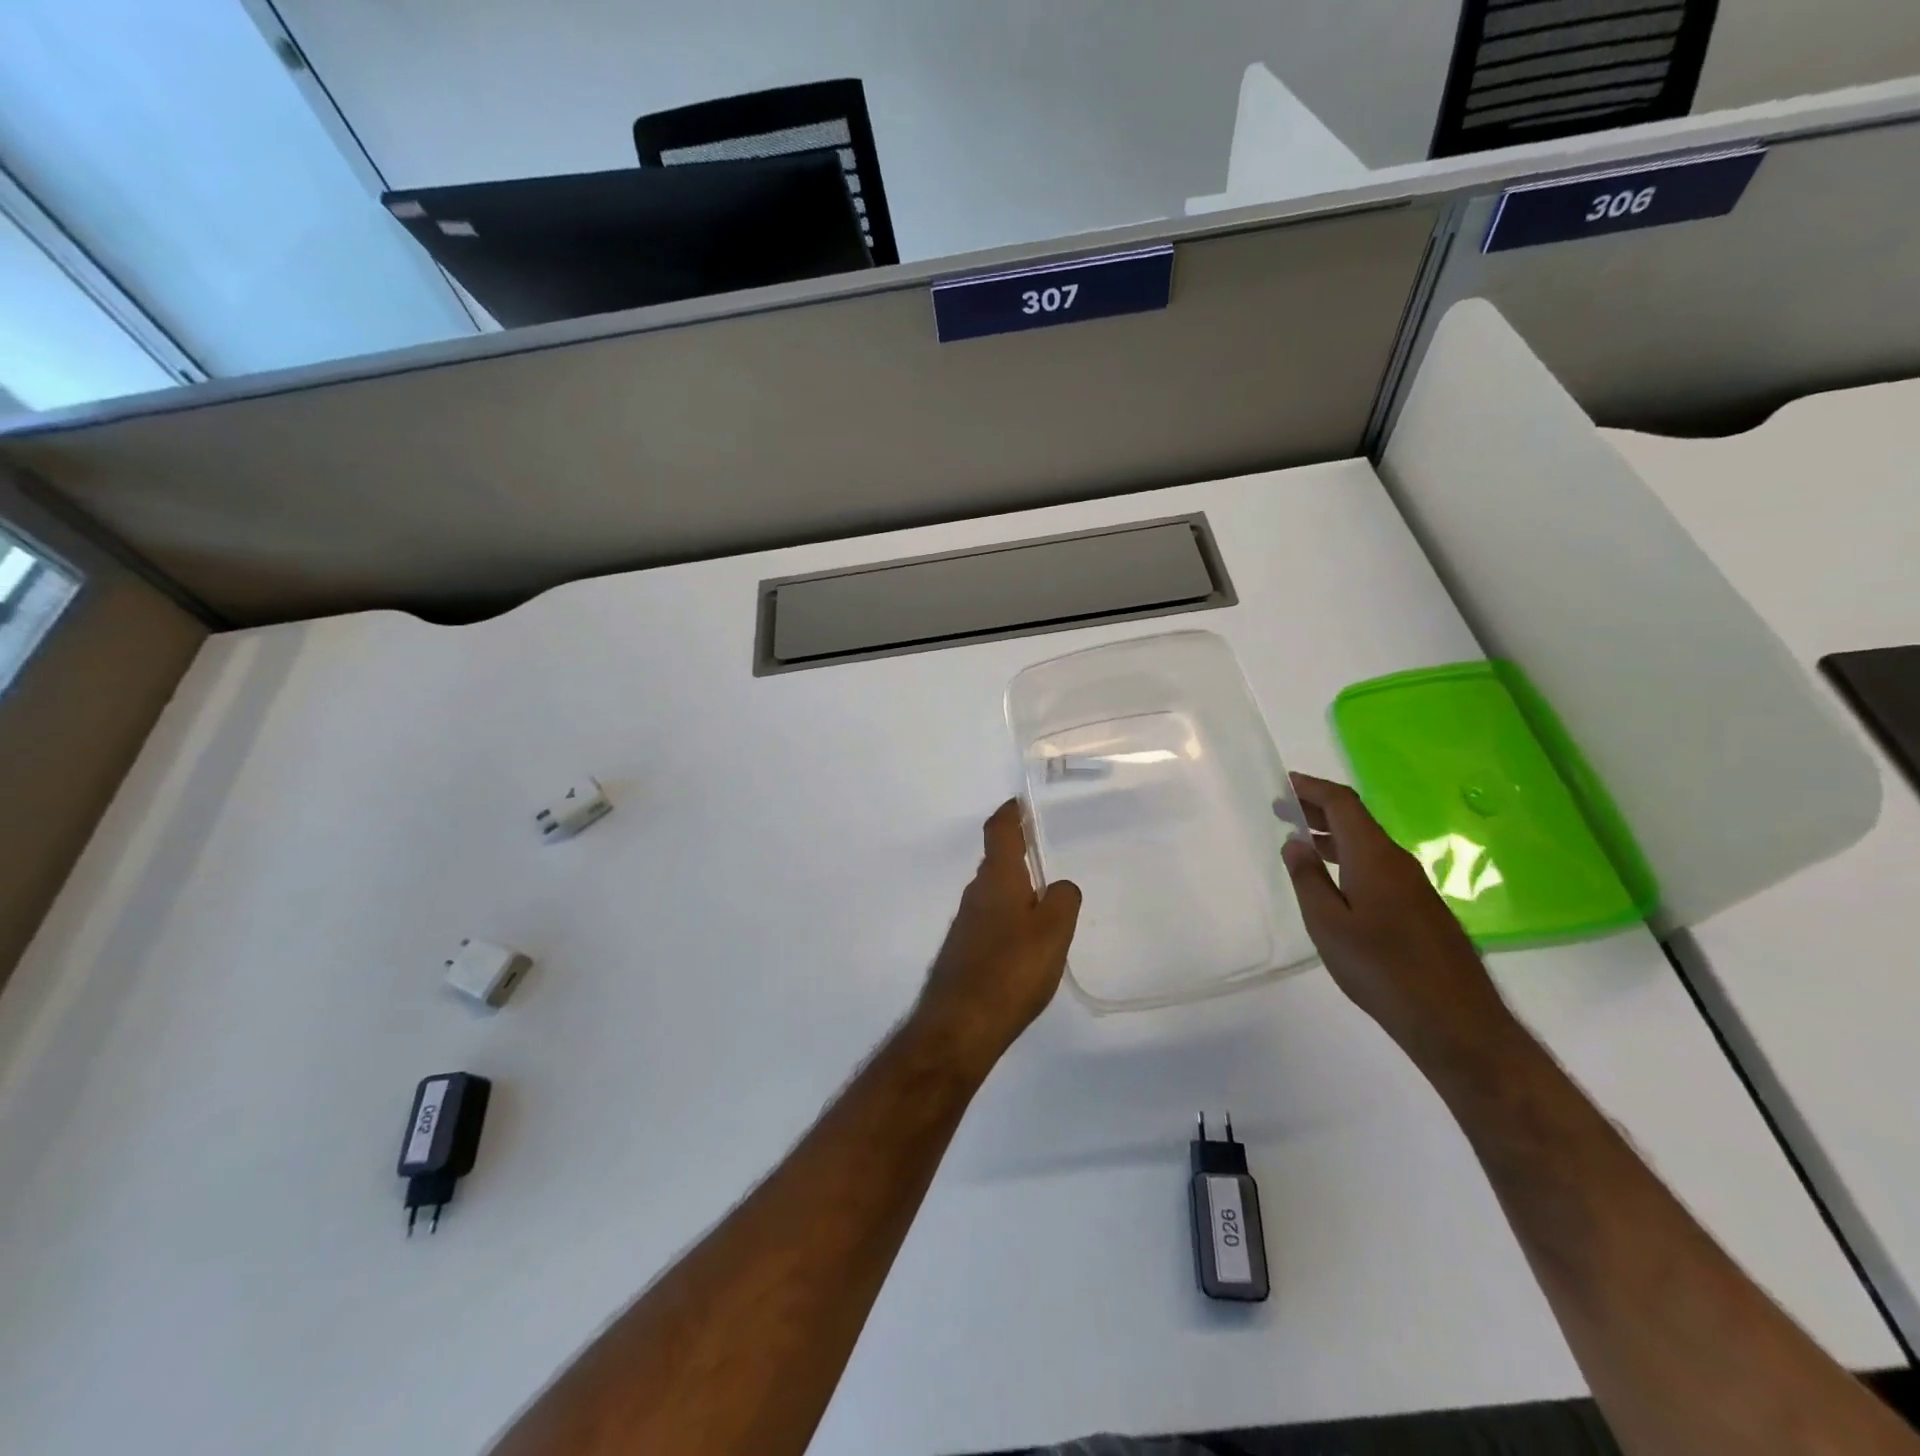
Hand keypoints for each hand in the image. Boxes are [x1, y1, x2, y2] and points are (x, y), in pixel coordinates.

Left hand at [916, 800, 1081, 1069]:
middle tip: (1048, 859)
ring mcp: (965, 925)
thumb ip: (1063, 899)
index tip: (1021, 804)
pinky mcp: (963, 953)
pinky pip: (991, 924)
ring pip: (994, 896)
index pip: (999, 832)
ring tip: (1047, 908)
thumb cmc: (1011, 970)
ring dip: (1016, 894)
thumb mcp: (1054, 931)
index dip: (1010, 814)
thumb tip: (1058, 888)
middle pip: (997, 864)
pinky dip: (1009, 923)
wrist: (960, 1025)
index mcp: (997, 879)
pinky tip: (1027, 949)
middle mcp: (975, 895)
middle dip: (1019, 857)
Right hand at [1281, 773, 1516, 1064]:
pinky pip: (1378, 865)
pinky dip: (1349, 857)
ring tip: (1301, 841)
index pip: (1342, 804)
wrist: (1455, 1020)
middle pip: (1356, 820)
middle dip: (1319, 809)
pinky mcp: (1420, 908)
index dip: (1313, 788)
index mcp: (1374, 857)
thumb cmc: (1381, 968)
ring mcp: (1413, 885)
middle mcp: (1397, 861)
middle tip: (1282, 809)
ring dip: (1333, 835)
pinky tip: (1335, 879)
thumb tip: (1295, 843)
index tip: (1284, 783)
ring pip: (1368, 844)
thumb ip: (1308, 880)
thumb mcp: (1328, 925)